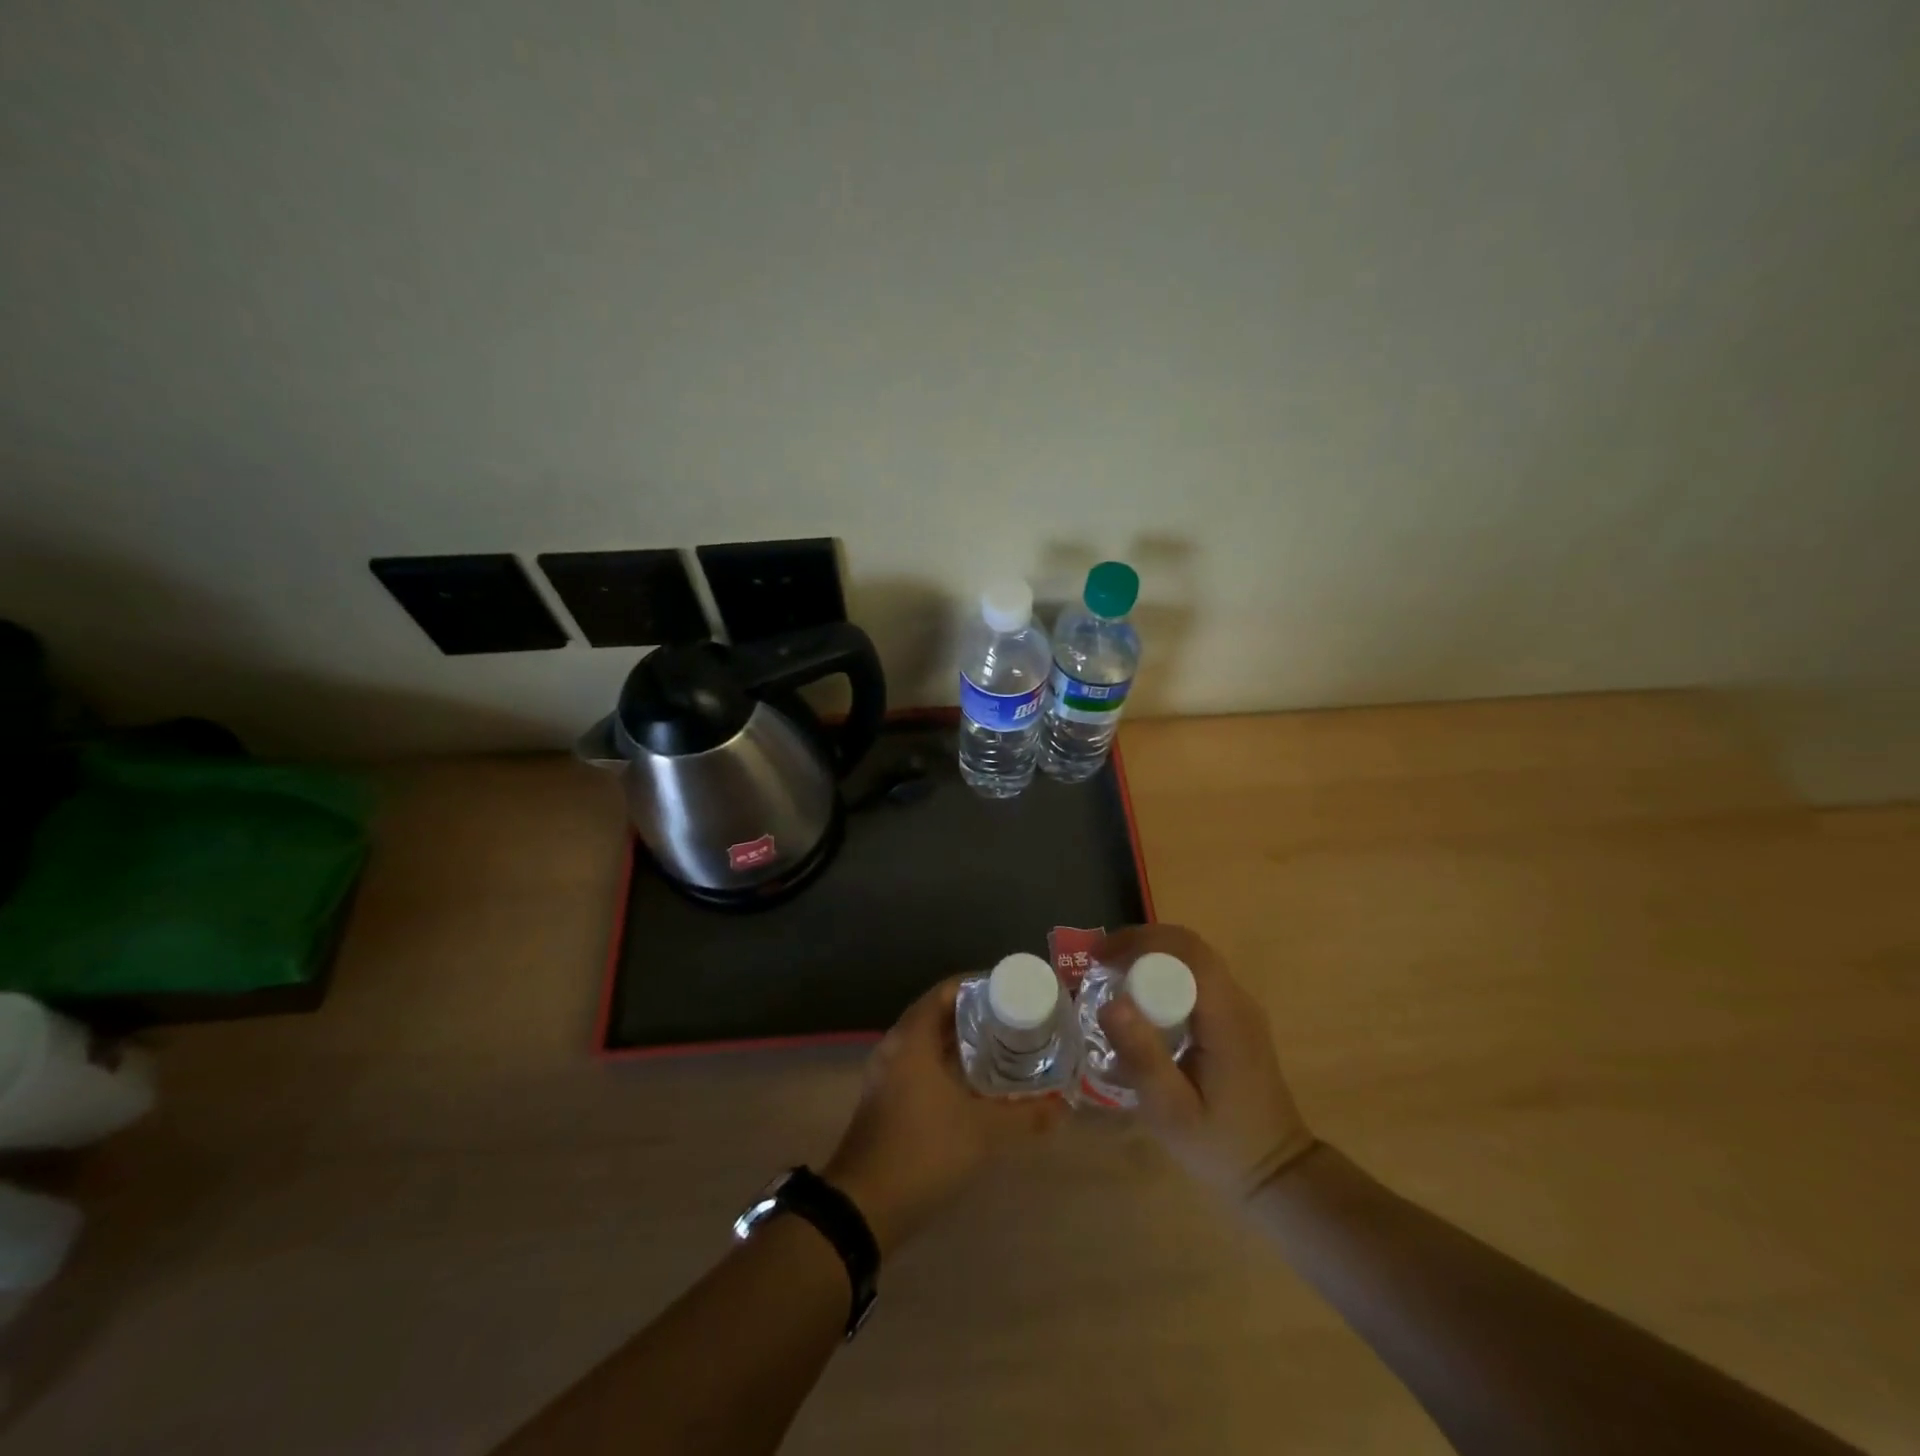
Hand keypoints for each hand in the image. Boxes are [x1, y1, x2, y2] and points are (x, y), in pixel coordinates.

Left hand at [824, 977, 1065, 1255]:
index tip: (1013, 993)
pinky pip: (921, 1065)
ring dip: (963, 1043)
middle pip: (940, 1014)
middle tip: (1016, 1021)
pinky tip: (977, 1084)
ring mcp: (887, 1073)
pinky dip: (948, 1065)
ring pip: (930, 1042)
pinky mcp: (886, 1098)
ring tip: (1004, 1048)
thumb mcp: (983, 1132)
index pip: (948, 990)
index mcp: (913, 1037)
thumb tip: (1063, 1107)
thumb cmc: (923, 1151)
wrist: (863, 1207)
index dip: (980, 986)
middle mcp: (897, 1046)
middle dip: (977, 1016)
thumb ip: (1025, 1116)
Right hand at [1095, 923, 1315, 1200]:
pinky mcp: (1236, 1018)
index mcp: (1226, 1016)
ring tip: (1111, 974)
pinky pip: (1197, 978)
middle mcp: (1238, 1001)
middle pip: (1189, 947)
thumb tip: (1110, 1003)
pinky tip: (1140, 998)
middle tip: (1099, 962)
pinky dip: (1164, 973)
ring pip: (1193, 958)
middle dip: (1140, 943)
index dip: (1140, 942)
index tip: (1099, 958)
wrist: (1277, 1174)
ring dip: (1151, 955)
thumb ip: (1142, 1057)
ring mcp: (1240, 1008)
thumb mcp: (1171, 1111)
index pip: (1187, 952)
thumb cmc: (1221, 1145)